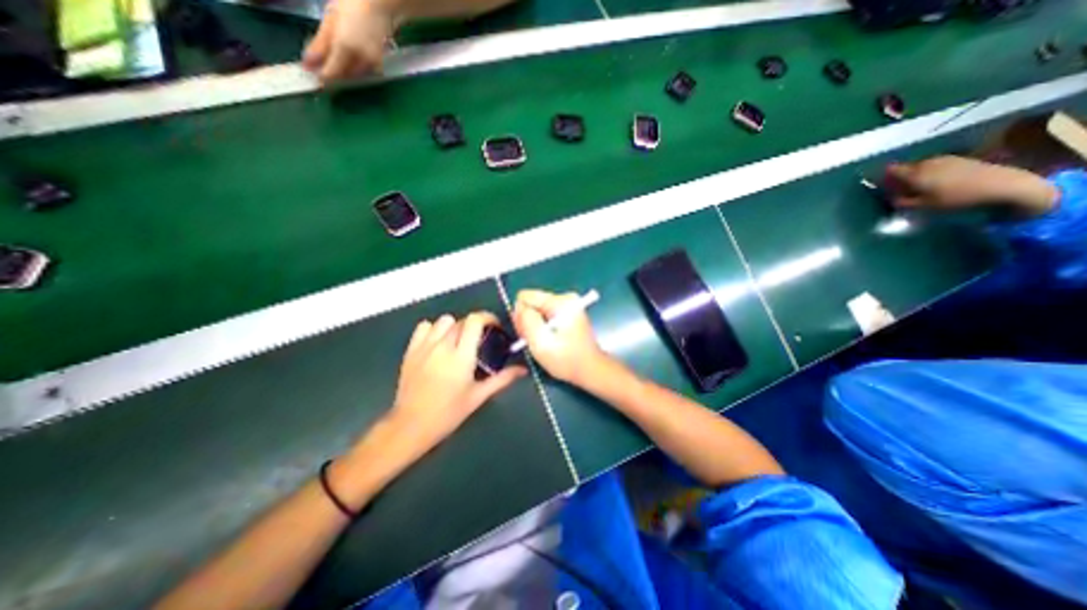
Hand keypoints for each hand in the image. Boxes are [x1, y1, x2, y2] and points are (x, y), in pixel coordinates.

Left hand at [299, 0, 397, 80]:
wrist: (377, 8)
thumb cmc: (350, 8)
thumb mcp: (329, 22)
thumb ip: (319, 46)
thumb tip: (307, 66)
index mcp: (345, 49)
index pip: (332, 74)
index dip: (322, 79)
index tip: (313, 79)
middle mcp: (361, 62)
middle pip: (343, 76)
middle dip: (333, 72)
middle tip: (322, 63)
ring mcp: (372, 66)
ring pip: (353, 76)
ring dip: (343, 70)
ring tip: (338, 55)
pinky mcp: (378, 68)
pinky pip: (362, 74)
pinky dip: (354, 69)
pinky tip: (352, 57)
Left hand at [388, 314, 528, 452]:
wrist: (411, 425)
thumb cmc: (449, 413)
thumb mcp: (478, 396)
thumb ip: (502, 379)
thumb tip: (523, 370)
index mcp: (461, 356)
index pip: (475, 321)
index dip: (487, 317)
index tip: (494, 326)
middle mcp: (443, 346)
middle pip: (462, 320)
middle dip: (474, 326)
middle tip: (479, 341)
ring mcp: (424, 346)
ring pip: (444, 320)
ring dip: (455, 326)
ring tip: (458, 341)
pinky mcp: (411, 350)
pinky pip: (424, 326)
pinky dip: (434, 329)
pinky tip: (438, 343)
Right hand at [512, 291, 607, 385]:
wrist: (590, 370)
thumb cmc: (566, 359)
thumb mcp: (541, 343)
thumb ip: (527, 321)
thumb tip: (519, 307)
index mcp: (560, 301)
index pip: (525, 296)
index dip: (521, 316)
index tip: (528, 334)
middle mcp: (565, 298)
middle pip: (531, 302)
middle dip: (528, 321)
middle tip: (535, 341)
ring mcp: (567, 305)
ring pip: (537, 309)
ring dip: (534, 326)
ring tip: (541, 343)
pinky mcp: (568, 313)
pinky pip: (545, 315)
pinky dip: (542, 327)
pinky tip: (548, 340)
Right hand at [887, 155, 1058, 216]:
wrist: (1000, 184)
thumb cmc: (955, 198)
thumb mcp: (923, 206)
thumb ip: (902, 202)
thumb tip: (890, 198)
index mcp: (913, 173)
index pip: (890, 170)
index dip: (881, 177)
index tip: (878, 186)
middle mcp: (926, 163)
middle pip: (905, 168)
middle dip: (899, 178)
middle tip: (899, 191)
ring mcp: (944, 159)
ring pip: (920, 167)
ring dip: (916, 175)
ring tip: (919, 188)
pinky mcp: (958, 159)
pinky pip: (935, 166)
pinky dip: (930, 173)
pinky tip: (937, 183)